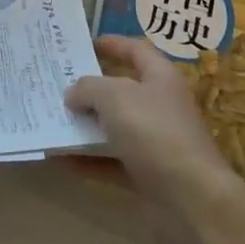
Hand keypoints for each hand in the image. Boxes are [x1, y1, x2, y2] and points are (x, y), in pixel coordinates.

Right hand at [65, 36, 244, 243]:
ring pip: (114, 128)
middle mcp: (160, 107)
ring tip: (52, 120)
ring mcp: (155, 143)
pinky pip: (111, 162)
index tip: (85, 43)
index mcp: (160, 79)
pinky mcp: (147, 175)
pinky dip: (88, 161)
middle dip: (90, 88)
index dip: (113, 44)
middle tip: (56, 83)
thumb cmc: (154, 132)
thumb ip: (88, 88)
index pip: (136, 51)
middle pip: (122, 91)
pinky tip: (61, 160)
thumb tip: (73, 93)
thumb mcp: (114, 97)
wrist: (192, 200)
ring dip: (85, 126)